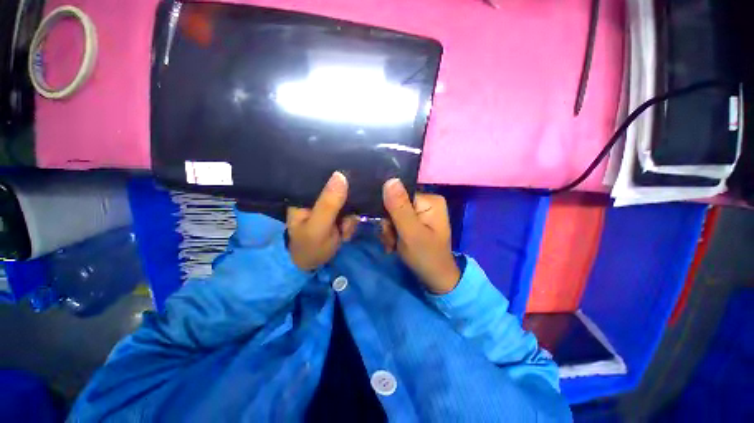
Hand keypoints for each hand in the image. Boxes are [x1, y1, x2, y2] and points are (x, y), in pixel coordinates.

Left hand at [287, 172, 357, 270]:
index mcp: (304, 194)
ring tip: (342, 232)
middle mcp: (316, 195)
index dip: (339, 177)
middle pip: (340, 188)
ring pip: (349, 202)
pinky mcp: (338, 214)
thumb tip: (340, 175)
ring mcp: (328, 205)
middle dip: (348, 207)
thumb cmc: (310, 247)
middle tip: (343, 224)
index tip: (350, 188)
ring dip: (350, 219)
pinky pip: (351, 212)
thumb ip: (328, 204)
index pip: (322, 174)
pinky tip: (344, 233)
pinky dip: (351, 224)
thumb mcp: (318, 227)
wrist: (315, 265)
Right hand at [381, 179, 460, 293]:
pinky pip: (397, 222)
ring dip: (389, 232)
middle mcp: (426, 202)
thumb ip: (399, 207)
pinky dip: (393, 235)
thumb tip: (389, 179)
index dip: (389, 210)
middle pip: (395, 205)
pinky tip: (395, 246)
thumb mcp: (410, 232)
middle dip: (389, 225)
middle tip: (391, 241)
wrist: (435, 279)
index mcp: (430, 200)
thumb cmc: (426, 256)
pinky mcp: (416, 222)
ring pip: (393, 215)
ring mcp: (421, 213)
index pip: (399, 195)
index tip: (387, 228)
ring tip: (393, 246)